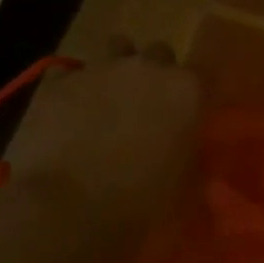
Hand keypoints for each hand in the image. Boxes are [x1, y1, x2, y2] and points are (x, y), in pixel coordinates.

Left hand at [2, 36, 201, 236]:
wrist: (63, 215)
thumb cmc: (140, 208)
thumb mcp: (188, 187)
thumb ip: (194, 160)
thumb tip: (192, 157)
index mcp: (188, 90)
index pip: (207, 75)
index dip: (198, 94)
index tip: (193, 115)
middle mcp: (148, 68)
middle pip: (160, 53)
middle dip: (156, 74)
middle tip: (148, 108)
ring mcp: (99, 70)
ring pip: (116, 47)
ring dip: (117, 67)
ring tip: (109, 99)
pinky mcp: (57, 84)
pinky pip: (70, 72)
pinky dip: (73, 87)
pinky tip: (69, 112)